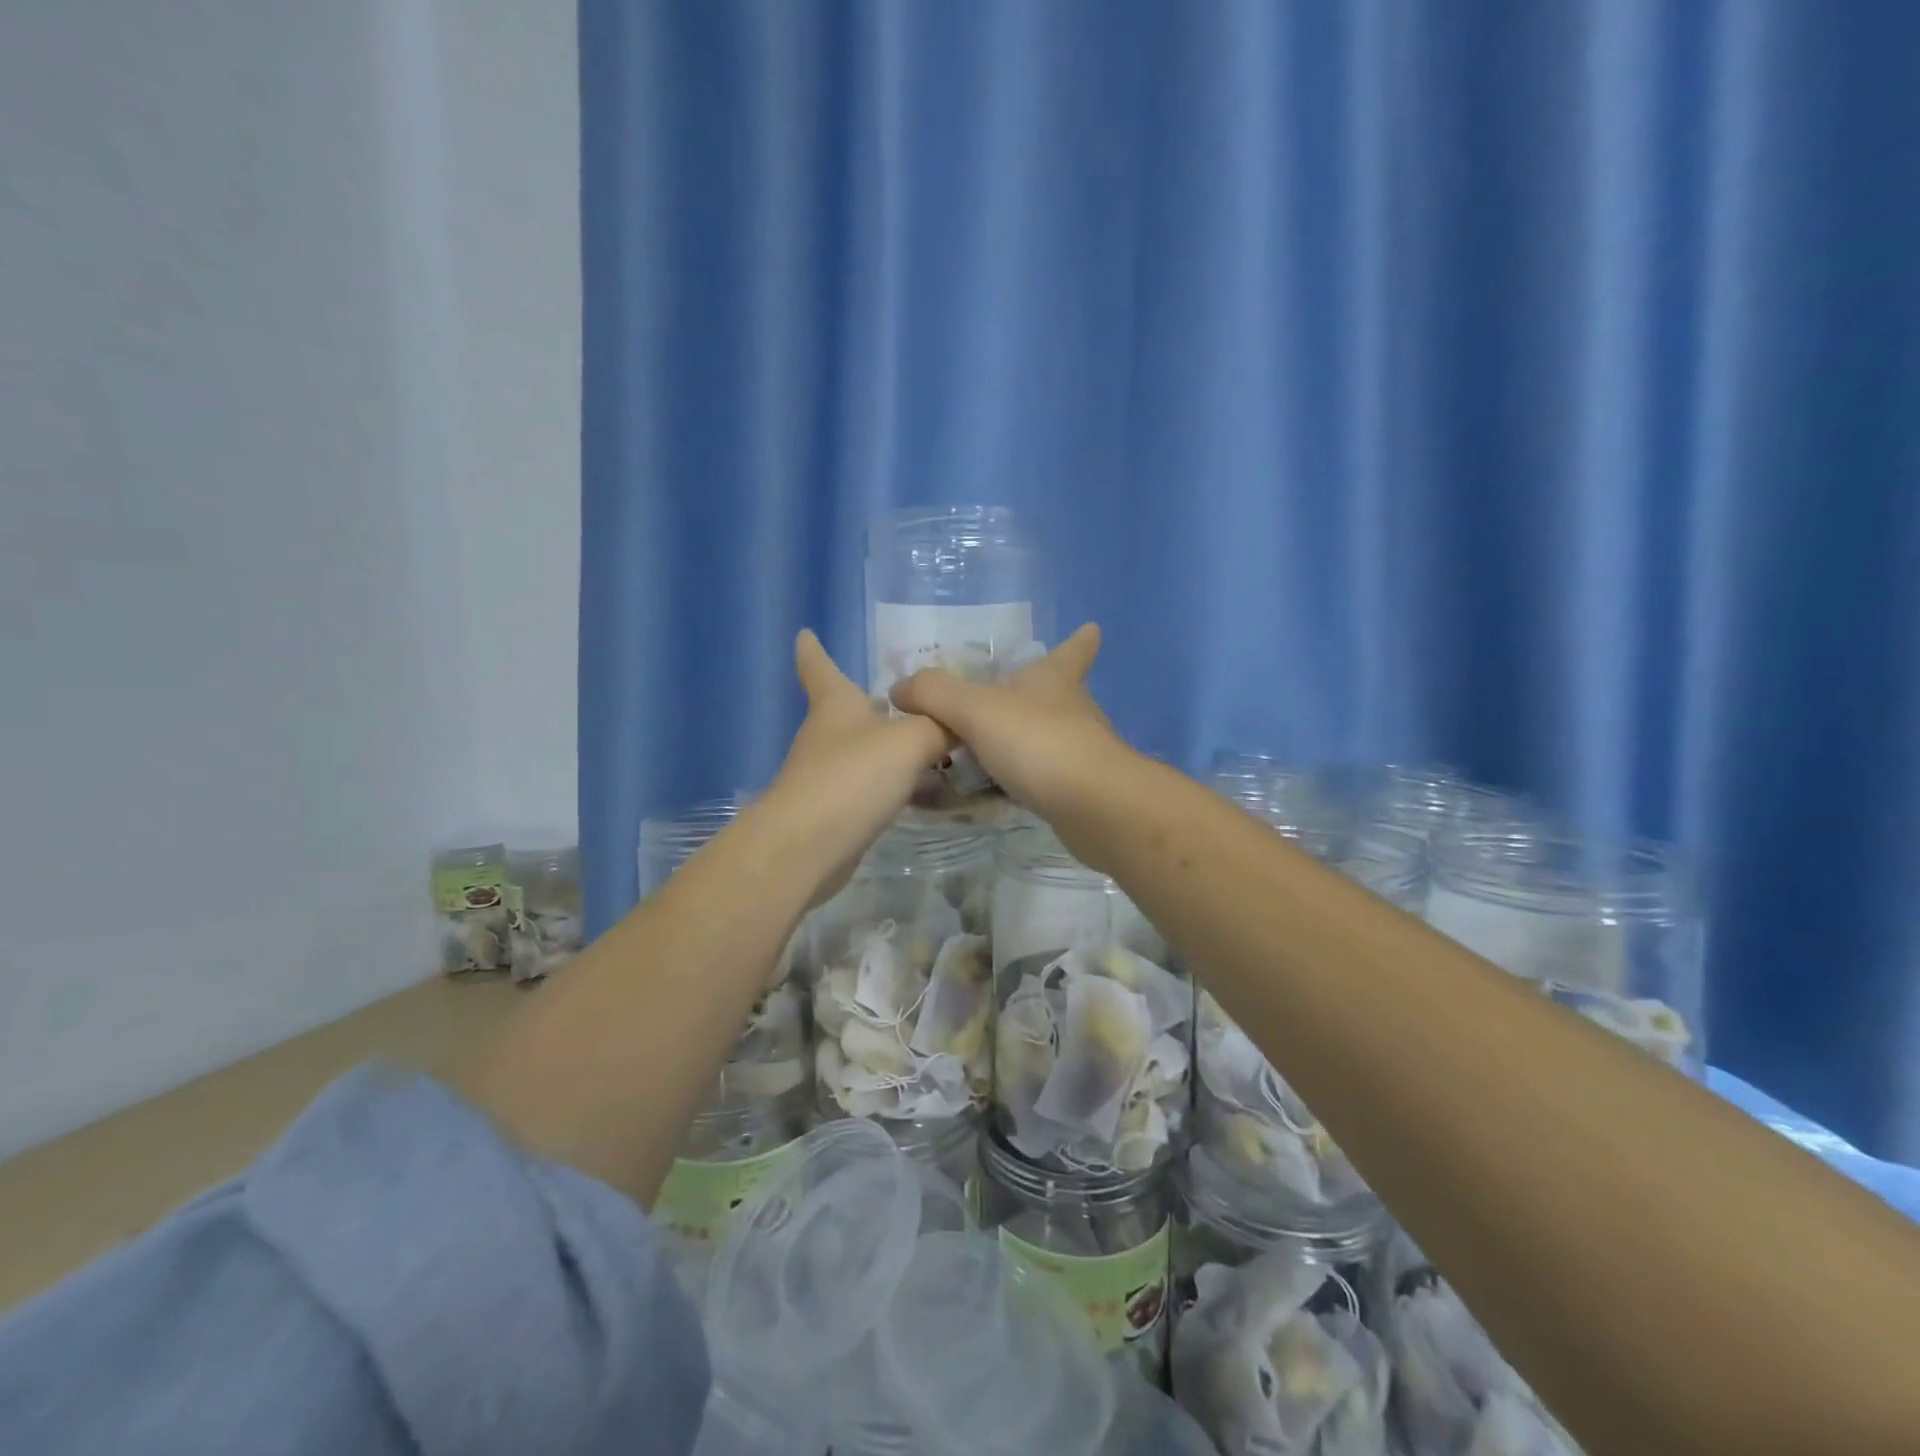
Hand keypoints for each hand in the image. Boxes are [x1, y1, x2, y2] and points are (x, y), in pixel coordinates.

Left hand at [763, 630, 951, 903]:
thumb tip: (960, 722)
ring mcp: (828, 775)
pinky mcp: (837, 812)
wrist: (808, 847)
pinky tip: (927, 791)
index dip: (813, 650)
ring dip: (893, 748)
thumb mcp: (911, 740)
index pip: (819, 667)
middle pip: (849, 710)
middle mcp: (827, 735)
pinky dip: (898, 784)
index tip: (804, 633)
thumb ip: (941, 726)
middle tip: (913, 697)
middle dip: (876, 703)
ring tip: (936, 745)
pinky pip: (874, 788)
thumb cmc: (854, 776)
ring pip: (867, 752)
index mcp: (836, 704)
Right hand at [889, 624, 1128, 824]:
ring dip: (1025, 739)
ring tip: (988, 747)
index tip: (1091, 629)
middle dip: (1038, 692)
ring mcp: (1079, 752)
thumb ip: (934, 694)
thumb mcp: (975, 710)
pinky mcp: (1077, 790)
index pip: (1073, 650)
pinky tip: (997, 790)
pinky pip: (1041, 777)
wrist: (1095, 807)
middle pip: (1060, 693)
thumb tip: (900, 688)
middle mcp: (1072, 710)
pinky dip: (1021, 778)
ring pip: (1049, 737)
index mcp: (1054, 679)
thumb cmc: (1039, 743)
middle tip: (1006, 696)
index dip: (1079, 641)